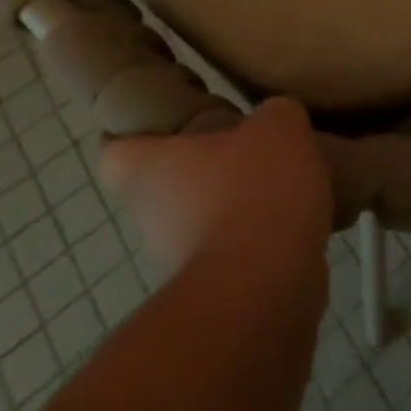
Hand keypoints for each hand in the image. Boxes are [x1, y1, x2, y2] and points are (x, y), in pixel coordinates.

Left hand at [98, 97, 332, 281]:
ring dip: (234, 205)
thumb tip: (274, 123)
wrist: (266, 292)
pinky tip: (295, 219)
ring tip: (280, 182)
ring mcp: (181, 262)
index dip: (136, 135)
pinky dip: (258, 239)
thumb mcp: (279, 125)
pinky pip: (234, 253)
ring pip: (200, 221)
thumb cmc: (256, 190)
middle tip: (241, 146)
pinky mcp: (215, 296)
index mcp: (151, 169)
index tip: (169, 123)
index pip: (115, 153)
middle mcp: (153, 217)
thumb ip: (274, 114)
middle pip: (164, 187)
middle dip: (201, 170)